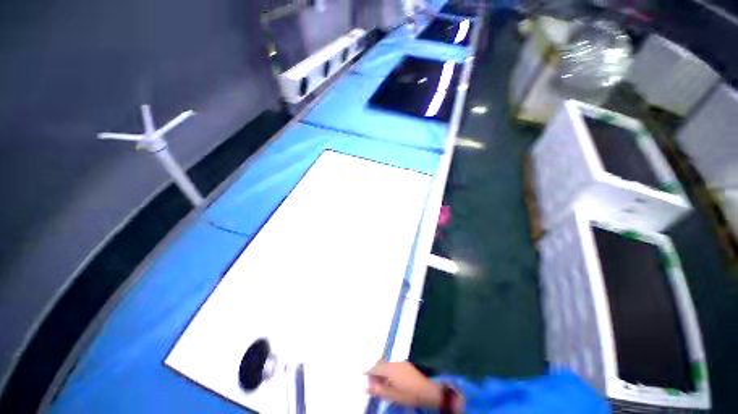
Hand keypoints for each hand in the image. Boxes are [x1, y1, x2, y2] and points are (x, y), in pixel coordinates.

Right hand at [365, 361, 442, 408]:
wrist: (427, 392)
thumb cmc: (409, 395)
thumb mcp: (392, 396)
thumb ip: (378, 391)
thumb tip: (365, 387)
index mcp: (390, 369)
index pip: (375, 367)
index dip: (368, 371)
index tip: (361, 373)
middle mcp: (394, 362)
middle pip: (381, 364)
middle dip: (375, 371)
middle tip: (372, 382)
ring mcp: (401, 362)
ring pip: (387, 364)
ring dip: (382, 371)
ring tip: (380, 383)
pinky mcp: (406, 365)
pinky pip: (393, 365)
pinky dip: (388, 371)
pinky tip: (390, 380)